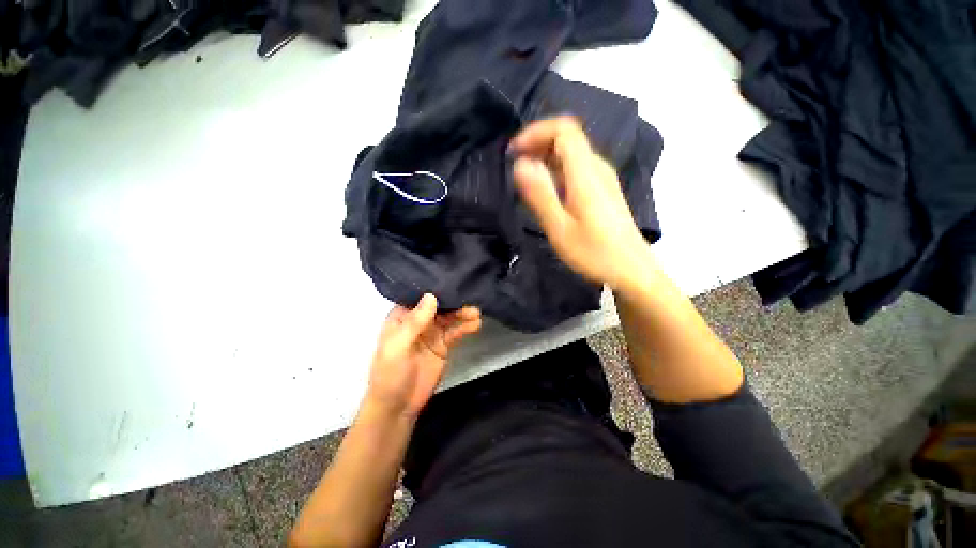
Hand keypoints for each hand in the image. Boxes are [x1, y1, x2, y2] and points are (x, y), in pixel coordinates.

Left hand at [365, 294, 481, 418]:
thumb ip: (415, 322)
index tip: (452, 279)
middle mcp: (418, 321)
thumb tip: (431, 295)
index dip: (434, 288)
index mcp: (402, 317)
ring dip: (462, 314)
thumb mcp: (398, 347)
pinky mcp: (443, 346)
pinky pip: (455, 332)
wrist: (398, 407)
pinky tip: (476, 324)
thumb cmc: (390, 374)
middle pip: (438, 306)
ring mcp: (432, 333)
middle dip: (453, 301)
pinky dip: (465, 327)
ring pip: (449, 318)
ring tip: (476, 312)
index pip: (419, 297)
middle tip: (470, 298)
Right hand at [510, 117, 652, 289]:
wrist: (632, 270)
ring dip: (545, 159)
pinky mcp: (603, 190)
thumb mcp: (560, 228)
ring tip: (526, 181)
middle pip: (567, 138)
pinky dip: (556, 171)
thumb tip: (520, 164)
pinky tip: (547, 192)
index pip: (563, 129)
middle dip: (537, 145)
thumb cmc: (595, 253)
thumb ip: (540, 194)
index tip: (514, 153)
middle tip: (515, 168)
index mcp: (586, 173)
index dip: (536, 132)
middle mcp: (597, 168)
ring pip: (571, 154)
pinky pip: (576, 169)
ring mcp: (603, 178)